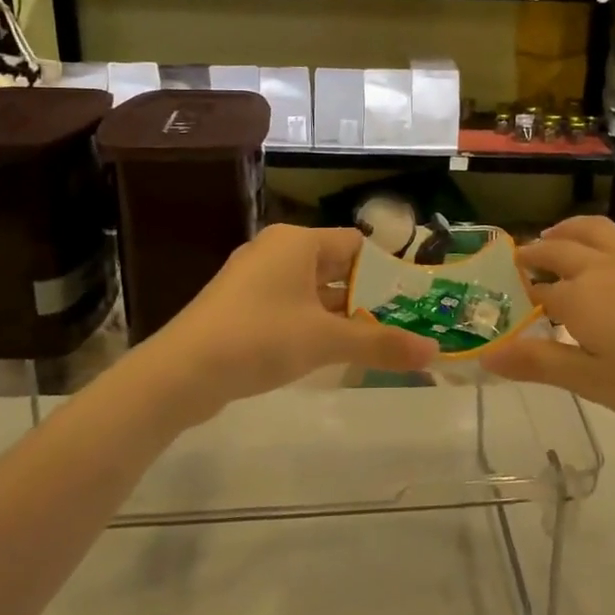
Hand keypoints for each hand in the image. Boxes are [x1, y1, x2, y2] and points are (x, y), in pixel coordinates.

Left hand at [144, 224, 436, 414]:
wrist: (181, 372)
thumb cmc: (260, 338)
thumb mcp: (326, 341)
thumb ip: (381, 343)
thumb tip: (433, 351)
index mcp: (297, 242)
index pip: (356, 244)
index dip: (386, 271)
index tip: (411, 300)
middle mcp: (276, 251)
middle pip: (335, 267)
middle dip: (367, 297)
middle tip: (402, 324)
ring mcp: (254, 279)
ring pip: (312, 291)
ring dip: (340, 315)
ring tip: (374, 342)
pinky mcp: (240, 306)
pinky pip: (289, 307)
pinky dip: (312, 324)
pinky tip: (329, 353)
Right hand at [480, 215, 614, 433]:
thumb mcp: (595, 384)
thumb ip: (540, 365)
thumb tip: (486, 355)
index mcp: (580, 296)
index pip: (538, 289)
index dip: (521, 292)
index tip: (507, 297)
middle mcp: (603, 265)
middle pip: (560, 247)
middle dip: (536, 252)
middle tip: (522, 259)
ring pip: (593, 229)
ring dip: (567, 231)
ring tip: (557, 238)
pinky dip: (603, 238)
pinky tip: (614, 258)